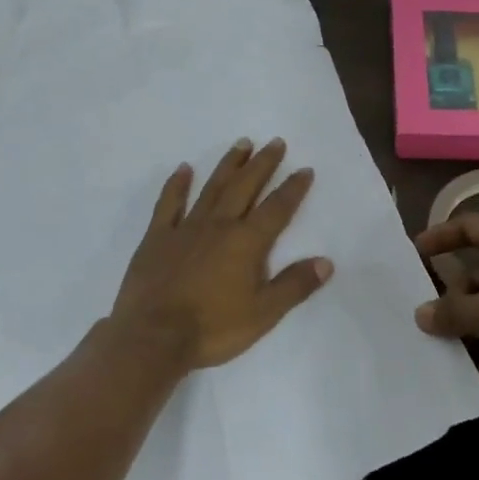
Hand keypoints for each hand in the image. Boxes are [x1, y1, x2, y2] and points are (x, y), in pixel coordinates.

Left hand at [112, 137, 331, 369]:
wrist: (152, 338)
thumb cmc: (212, 328)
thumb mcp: (263, 314)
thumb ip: (294, 285)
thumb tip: (326, 262)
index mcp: (246, 242)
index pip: (277, 208)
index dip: (292, 188)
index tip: (304, 169)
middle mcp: (219, 225)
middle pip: (245, 187)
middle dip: (262, 164)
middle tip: (275, 142)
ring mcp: (185, 228)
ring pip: (212, 188)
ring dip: (228, 165)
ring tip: (242, 144)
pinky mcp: (157, 238)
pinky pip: (169, 204)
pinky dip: (177, 185)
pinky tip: (183, 169)